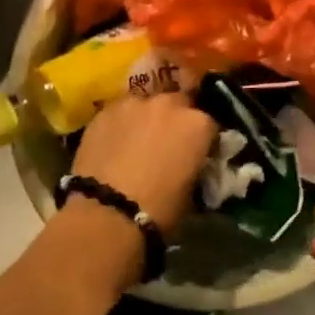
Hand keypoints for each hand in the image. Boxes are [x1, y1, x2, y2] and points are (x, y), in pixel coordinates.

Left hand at [70, 92, 215, 239]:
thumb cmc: (159, 209)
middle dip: (174, 120)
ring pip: (145, 105)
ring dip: (146, 119)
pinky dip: (121, 124)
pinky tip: (113, 144)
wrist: (108, 211)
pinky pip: (120, 112)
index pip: (208, 125)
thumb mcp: (191, 191)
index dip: (202, 140)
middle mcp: (169, 104)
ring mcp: (135, 103)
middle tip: (165, 144)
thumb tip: (187, 164)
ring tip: (136, 142)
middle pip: (178, 104)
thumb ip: (193, 166)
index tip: (195, 154)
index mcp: (197, 124)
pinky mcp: (106, 109)